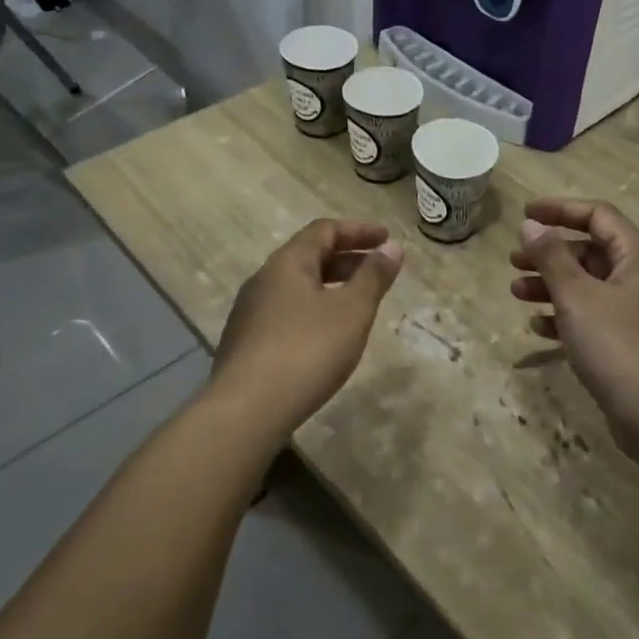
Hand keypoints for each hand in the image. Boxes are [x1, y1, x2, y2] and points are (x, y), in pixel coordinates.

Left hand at [209, 219, 403, 439]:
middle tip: (379, 271)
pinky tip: (327, 336)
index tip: (386, 239)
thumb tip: (392, 248)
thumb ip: (373, 277)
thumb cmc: (307, 350)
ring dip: (331, 286)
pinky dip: (314, 310)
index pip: (324, 230)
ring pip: (297, 286)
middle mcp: (264, 279)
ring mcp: (250, 312)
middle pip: (309, 256)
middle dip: (348, 259)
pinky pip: (287, 311)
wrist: (247, 409)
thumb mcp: (352, 311)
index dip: (358, 230)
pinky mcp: (246, 342)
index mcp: (288, 263)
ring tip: (357, 304)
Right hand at [510, 200, 638, 456]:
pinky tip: (537, 326)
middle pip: (590, 251)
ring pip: (586, 286)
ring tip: (516, 292)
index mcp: (636, 257)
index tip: (525, 215)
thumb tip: (531, 225)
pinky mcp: (626, 343)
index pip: (598, 216)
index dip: (560, 210)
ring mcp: (633, 312)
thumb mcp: (576, 295)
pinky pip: (590, 317)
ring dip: (550, 285)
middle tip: (514, 260)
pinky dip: (563, 316)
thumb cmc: (615, 343)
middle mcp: (638, 278)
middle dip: (549, 254)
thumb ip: (551, 257)